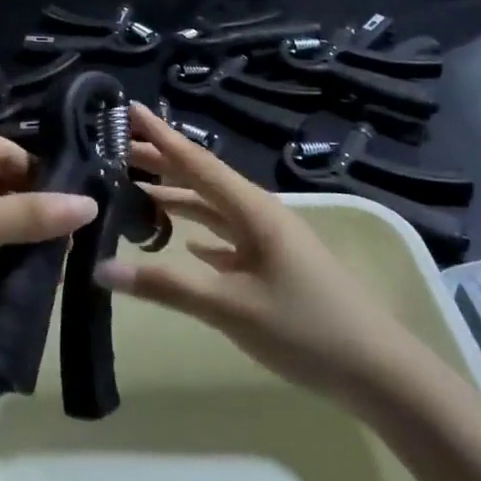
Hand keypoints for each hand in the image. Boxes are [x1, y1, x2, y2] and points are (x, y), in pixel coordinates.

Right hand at [95, 103, 417, 406]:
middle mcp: (259, 214)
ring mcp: (269, 240)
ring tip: (136, 188)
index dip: (161, 135)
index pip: (196, 162)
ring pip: (213, 208)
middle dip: (161, 162)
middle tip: (116, 148)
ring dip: (177, 197)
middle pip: (201, 179)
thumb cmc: (305, 329)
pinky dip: (200, 232)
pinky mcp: (274, 266)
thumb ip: (166, 286)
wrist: (379, 373)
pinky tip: (184, 240)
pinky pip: (227, 237)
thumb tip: (101, 268)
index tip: (128, 108)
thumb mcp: (231, 307)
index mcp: (252, 209)